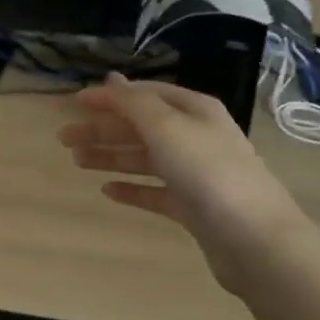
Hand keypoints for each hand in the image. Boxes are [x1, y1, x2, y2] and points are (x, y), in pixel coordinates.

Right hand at [59, 76, 308, 286]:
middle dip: (103, 129)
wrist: (254, 239)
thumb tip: (112, 80)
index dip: (110, 97)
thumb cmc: (207, 171)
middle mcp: (195, 137)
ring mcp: (195, 174)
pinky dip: (131, 188)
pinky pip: (155, 192)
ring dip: (111, 156)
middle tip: (64, 139)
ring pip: (144, 159)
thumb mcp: (165, 126)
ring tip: (78, 161)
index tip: (75, 102)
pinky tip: (107, 191)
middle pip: (140, 127)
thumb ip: (133, 103)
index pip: (145, 94)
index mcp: (193, 110)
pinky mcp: (193, 208)